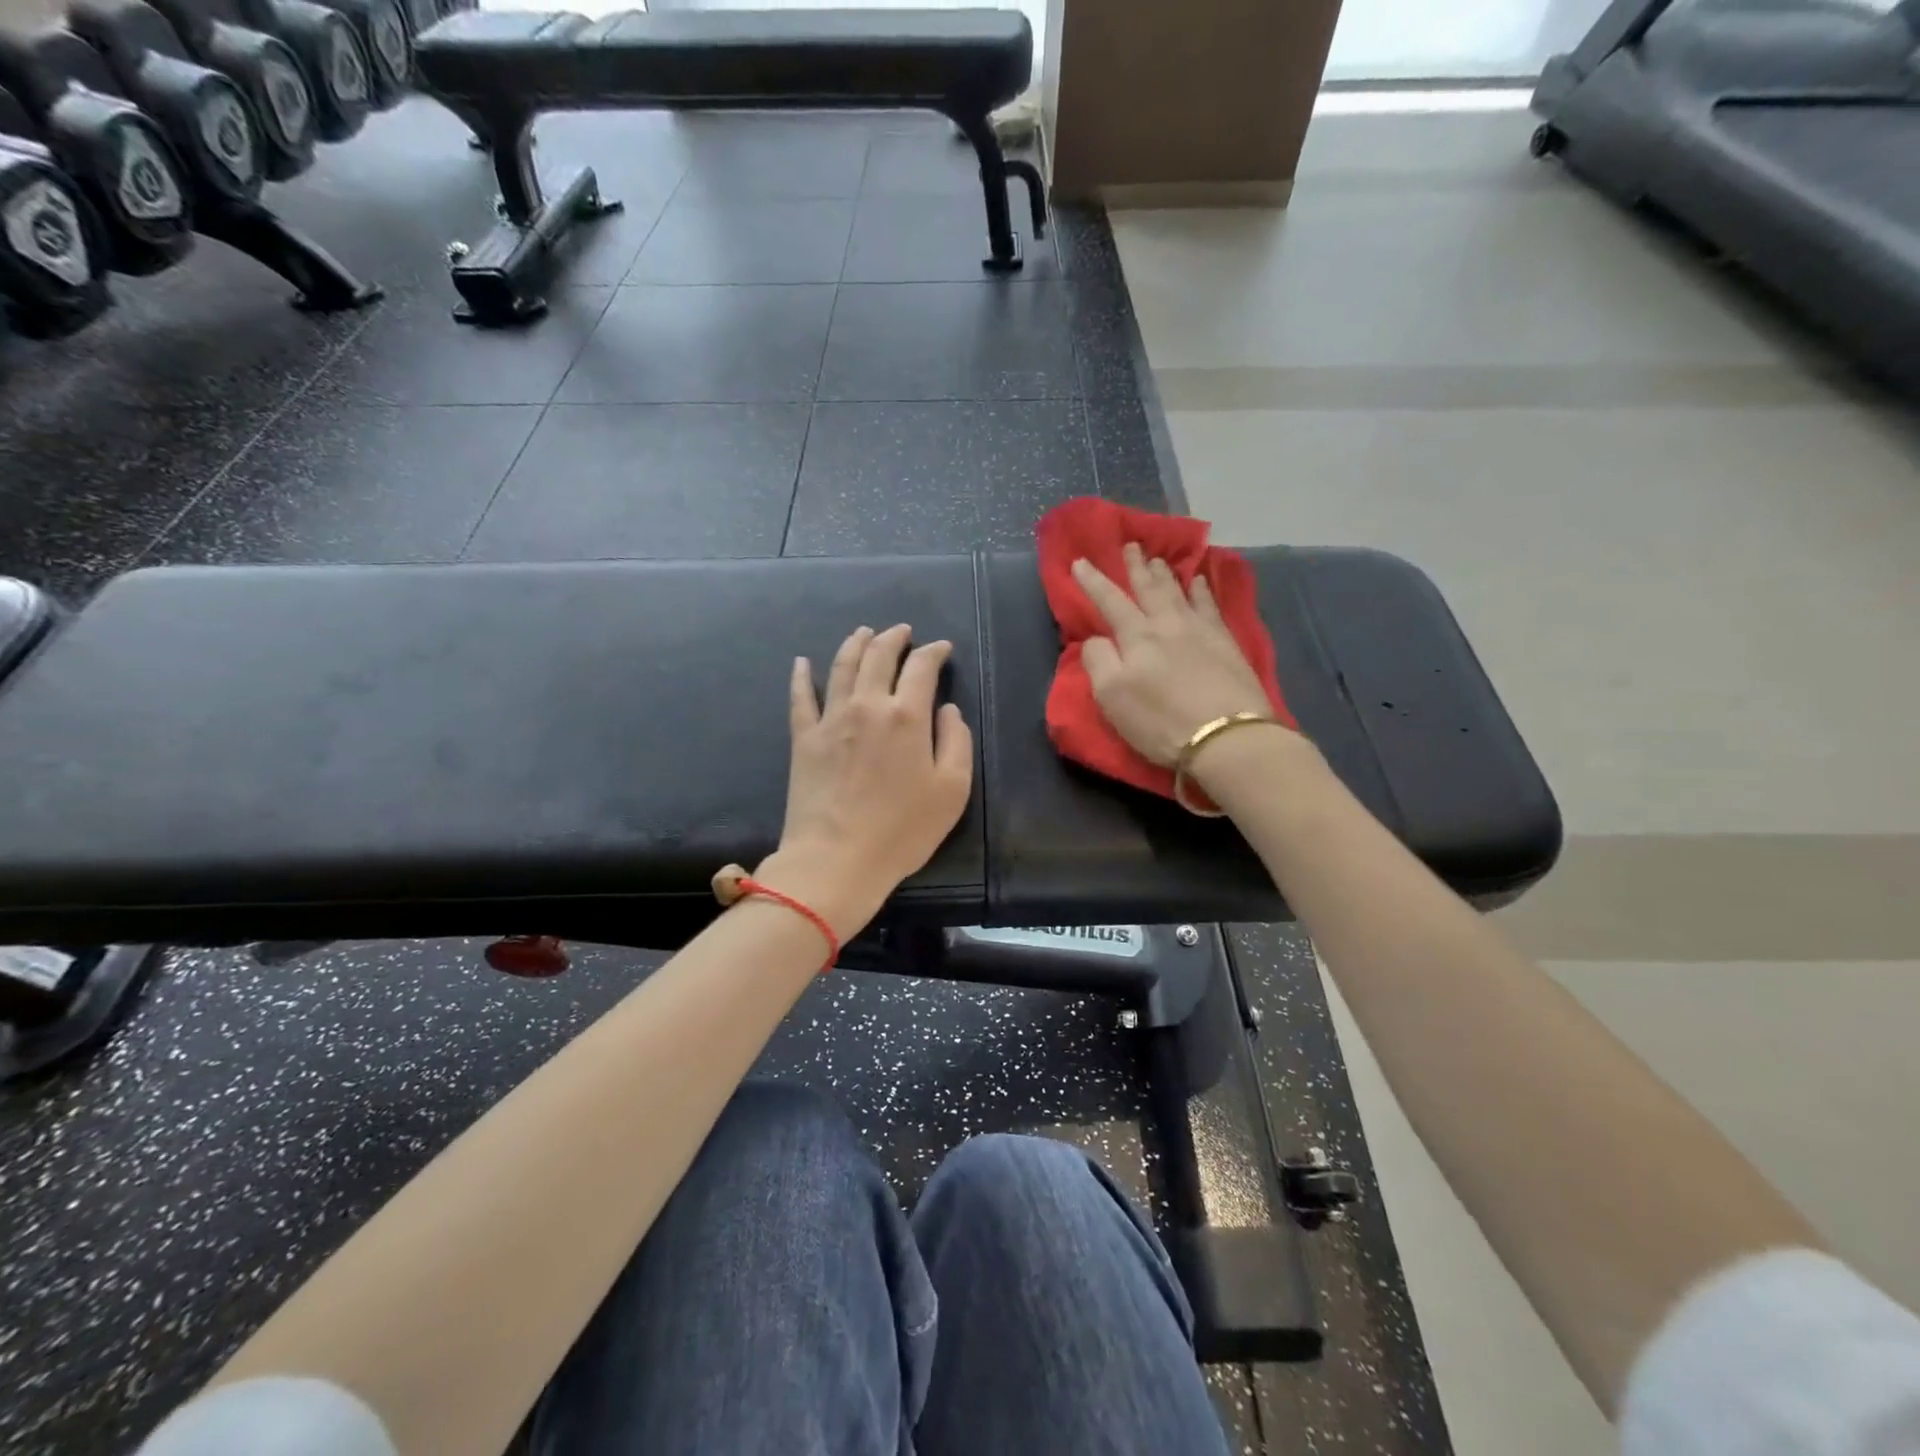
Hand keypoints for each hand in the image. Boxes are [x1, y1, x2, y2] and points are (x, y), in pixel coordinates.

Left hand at [763, 623, 973, 937]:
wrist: (837, 859)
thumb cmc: (902, 830)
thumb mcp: (952, 790)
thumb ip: (956, 741)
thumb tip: (946, 709)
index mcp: (907, 716)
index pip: (921, 667)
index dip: (934, 652)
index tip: (942, 649)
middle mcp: (868, 706)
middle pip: (878, 656)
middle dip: (894, 638)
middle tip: (902, 631)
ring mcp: (831, 719)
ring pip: (842, 666)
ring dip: (855, 643)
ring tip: (863, 632)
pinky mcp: (804, 739)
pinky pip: (800, 697)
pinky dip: (801, 675)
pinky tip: (802, 662)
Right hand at [1071, 544, 1284, 766]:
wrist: (1226, 736)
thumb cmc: (1160, 721)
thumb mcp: (1112, 696)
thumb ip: (1098, 661)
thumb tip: (1097, 638)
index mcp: (1136, 637)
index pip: (1109, 601)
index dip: (1093, 582)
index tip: (1080, 562)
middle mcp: (1167, 624)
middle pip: (1148, 588)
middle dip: (1136, 567)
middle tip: (1131, 545)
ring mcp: (1200, 631)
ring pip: (1179, 592)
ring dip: (1165, 574)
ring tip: (1158, 558)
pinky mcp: (1226, 643)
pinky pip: (1211, 605)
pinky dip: (1202, 590)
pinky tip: (1200, 581)